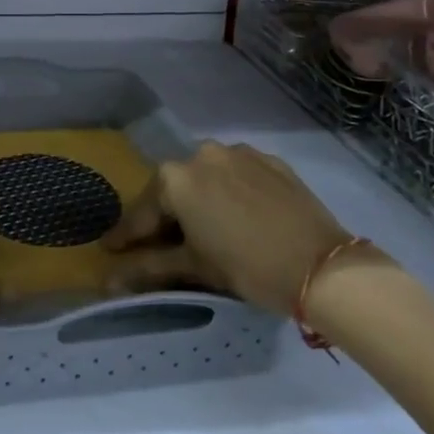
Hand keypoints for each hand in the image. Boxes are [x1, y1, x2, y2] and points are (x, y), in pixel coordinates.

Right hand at [101, 141, 354, 313]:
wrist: (325, 267)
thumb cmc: (249, 267)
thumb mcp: (194, 268)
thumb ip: (148, 268)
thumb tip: (107, 281)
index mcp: (175, 178)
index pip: (142, 212)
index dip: (126, 236)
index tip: (111, 250)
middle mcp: (201, 153)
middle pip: (173, 189)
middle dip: (166, 216)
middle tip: (164, 245)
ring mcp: (238, 152)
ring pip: (206, 178)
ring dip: (199, 200)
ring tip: (206, 230)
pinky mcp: (270, 161)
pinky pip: (238, 175)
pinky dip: (231, 193)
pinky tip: (240, 217)